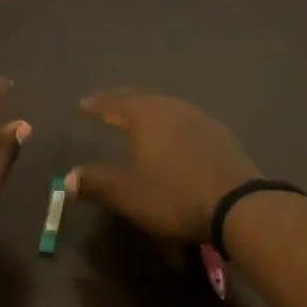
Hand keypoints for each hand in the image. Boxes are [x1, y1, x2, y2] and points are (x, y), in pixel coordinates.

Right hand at [66, 89, 258, 242]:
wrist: (239, 206)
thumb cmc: (174, 195)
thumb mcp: (127, 192)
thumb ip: (96, 182)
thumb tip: (68, 179)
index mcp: (147, 116)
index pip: (115, 103)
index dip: (98, 104)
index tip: (83, 103)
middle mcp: (174, 110)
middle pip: (143, 100)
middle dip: (123, 103)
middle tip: (109, 106)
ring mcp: (202, 121)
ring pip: (168, 110)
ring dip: (150, 113)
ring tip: (139, 121)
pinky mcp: (221, 138)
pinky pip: (186, 125)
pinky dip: (171, 128)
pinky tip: (174, 140)